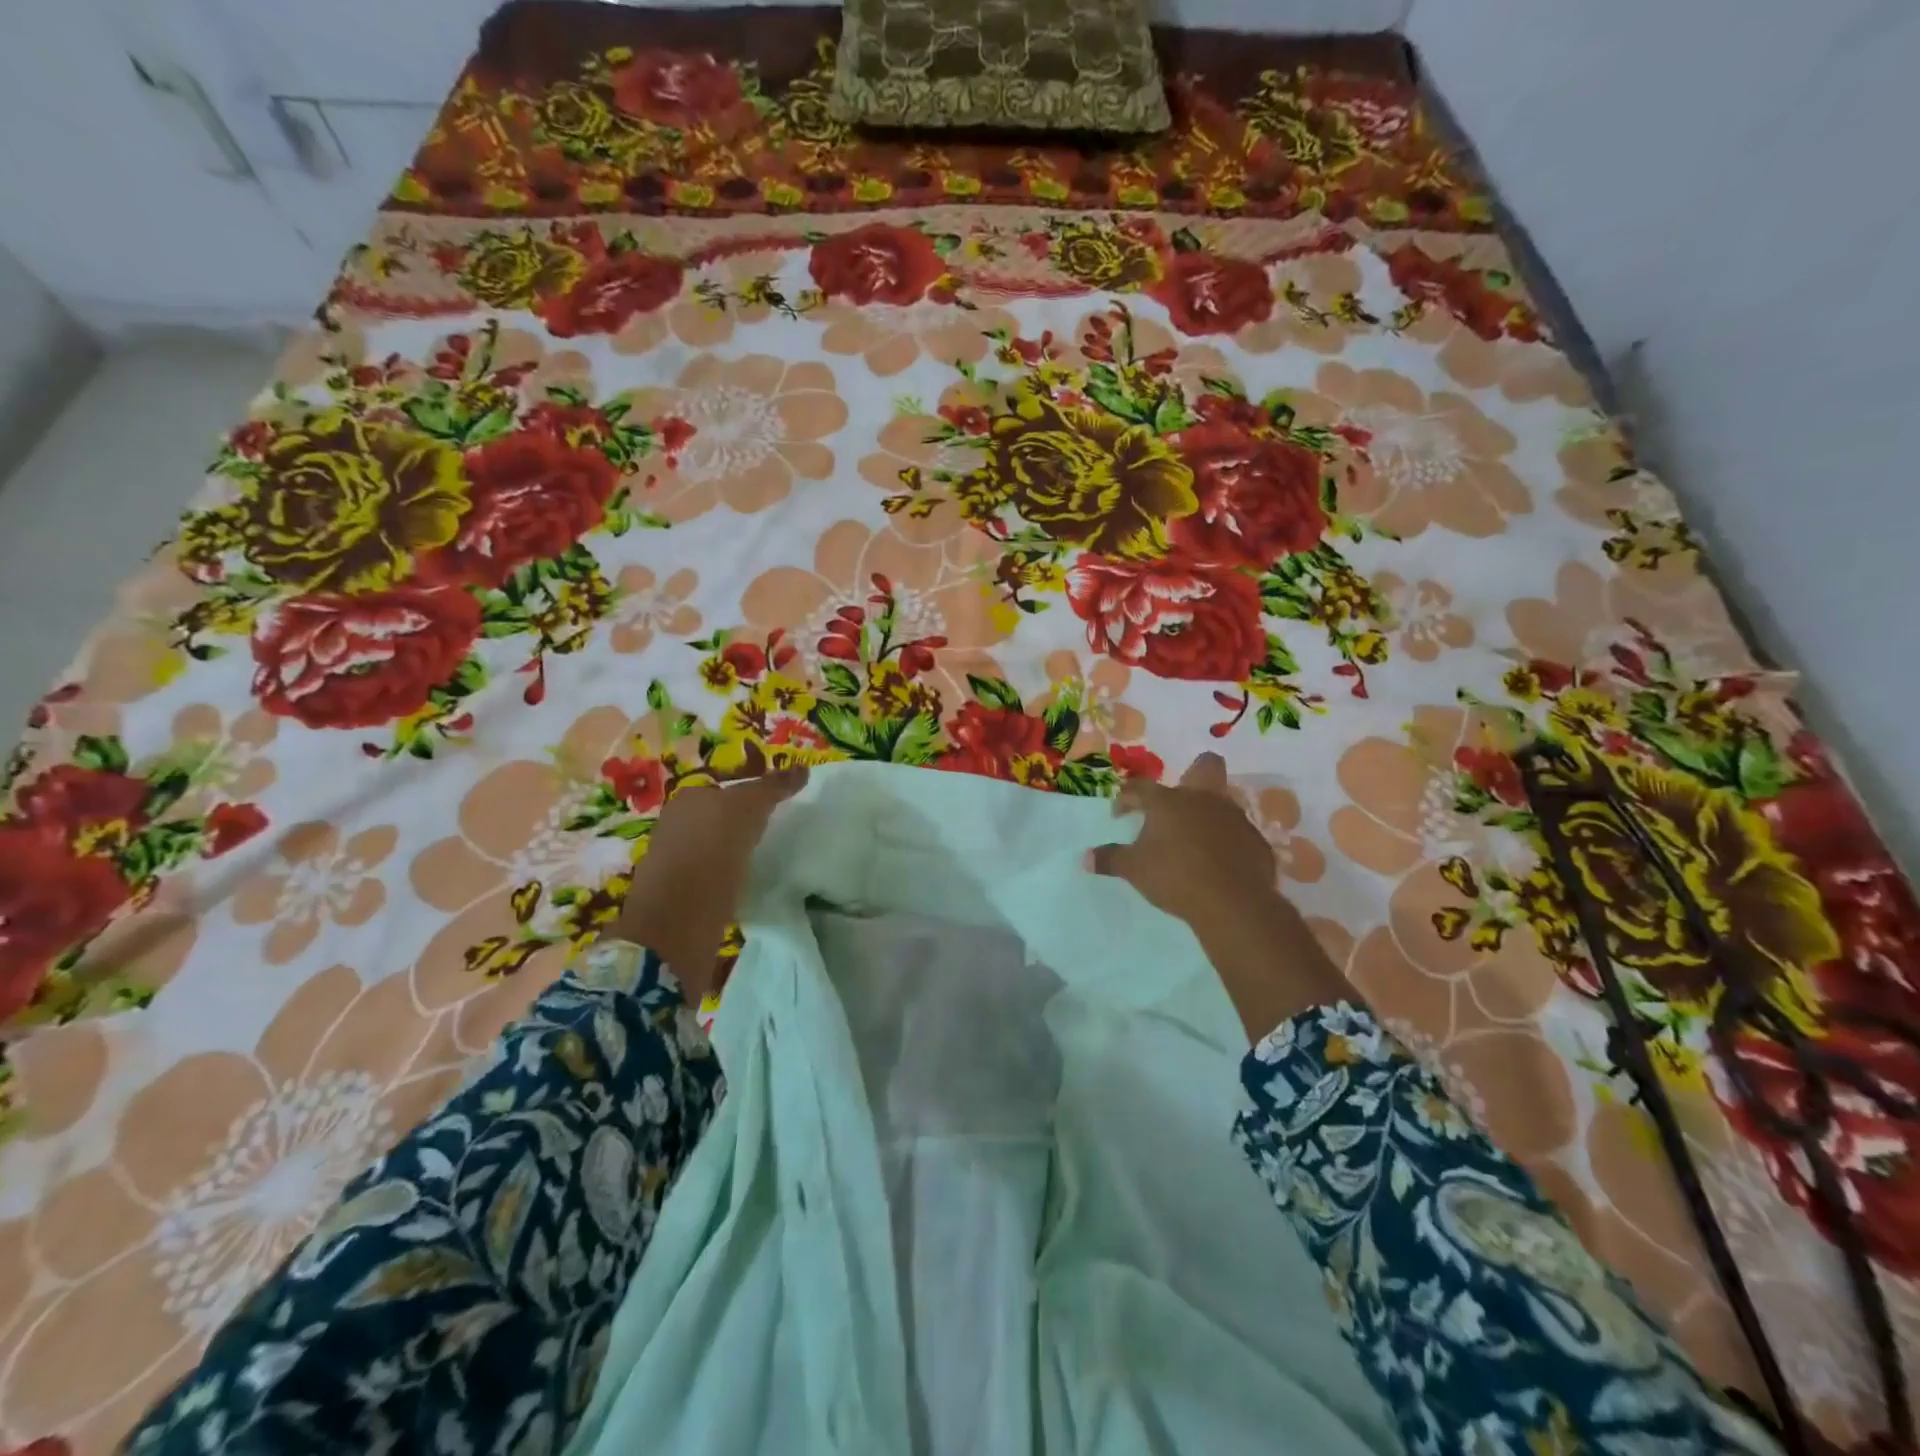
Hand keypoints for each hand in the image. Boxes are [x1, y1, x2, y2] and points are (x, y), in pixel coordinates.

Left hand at [610, 767, 808, 1003]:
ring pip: (715, 849)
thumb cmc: (711, 850)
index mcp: (687, 799)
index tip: (780, 807)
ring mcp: (676, 863)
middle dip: (743, 824)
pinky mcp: (683, 897)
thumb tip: (803, 768)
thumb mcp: (747, 808)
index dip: (752, 794)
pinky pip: (714, 878)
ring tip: (767, 860)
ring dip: (736, 854)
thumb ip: (772, 787)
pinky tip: (749, 885)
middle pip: (718, 818)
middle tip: (778, 832)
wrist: (678, 921)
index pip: (726, 788)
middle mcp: (676, 826)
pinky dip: (730, 879)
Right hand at [1088, 753, 1352, 1040]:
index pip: (1141, 787)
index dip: (1127, 798)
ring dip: (1208, 815)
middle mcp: (1204, 799)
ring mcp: (1235, 818)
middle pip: (1205, 766)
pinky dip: (1227, 843)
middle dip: (1192, 774)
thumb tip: (1085, 858)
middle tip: (1176, 802)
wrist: (1232, 902)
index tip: (1119, 815)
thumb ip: (1109, 859)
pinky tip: (1218, 865)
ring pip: (1223, 802)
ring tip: (1193, 842)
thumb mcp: (1134, 870)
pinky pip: (1238, 834)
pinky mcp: (1256, 842)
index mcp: (1169, 801)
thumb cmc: (1175, 877)